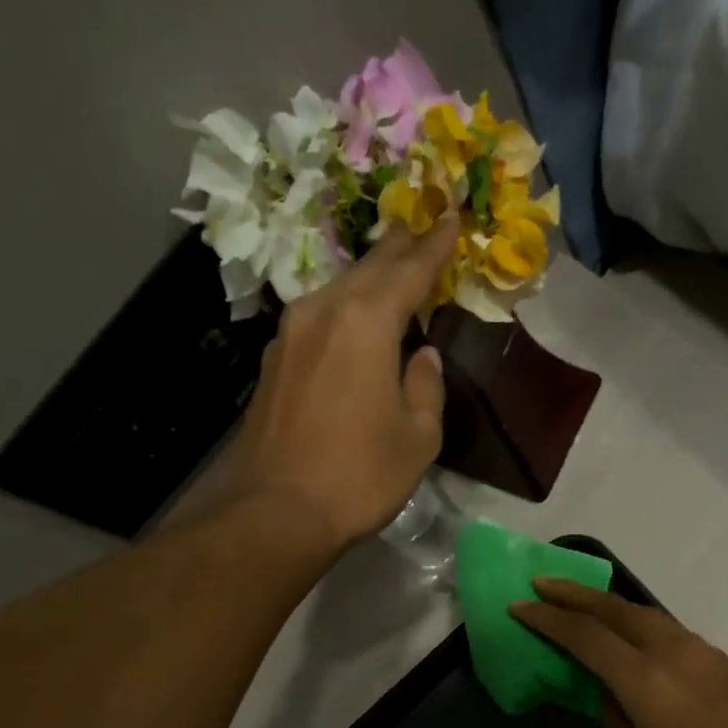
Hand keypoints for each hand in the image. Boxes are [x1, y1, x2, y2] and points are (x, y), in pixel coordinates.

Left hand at [217, 217, 459, 547]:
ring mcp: (291, 335)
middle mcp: (323, 313)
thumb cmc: (360, 475)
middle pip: (368, 270)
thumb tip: (421, 359)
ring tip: (391, 272)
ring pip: (339, 291)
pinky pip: (319, 320)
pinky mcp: (274, 362)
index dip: (435, 246)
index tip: (453, 217)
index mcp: (366, 323)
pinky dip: (345, 311)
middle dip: (399, 250)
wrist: (278, 510)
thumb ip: (425, 387)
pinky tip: (354, 322)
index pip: (409, 271)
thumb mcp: (418, 437)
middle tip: (422, 229)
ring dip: (369, 280)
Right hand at [511, 579, 727, 727]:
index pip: (586, 636)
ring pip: (642, 612)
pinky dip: (633, 621)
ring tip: (575, 602)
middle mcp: (672, 652)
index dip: (548, 619)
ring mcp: (699, 651)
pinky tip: (622, 633)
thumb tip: (604, 691)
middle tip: (541, 584)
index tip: (519, 606)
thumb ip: (616, 720)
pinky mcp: (717, 659)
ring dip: (605, 603)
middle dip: (574, 593)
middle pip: (615, 609)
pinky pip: (663, 628)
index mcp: (646, 681)